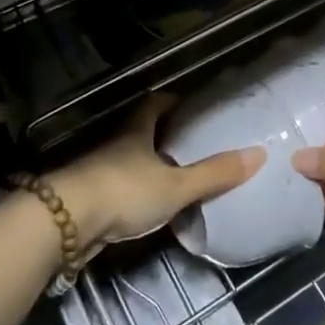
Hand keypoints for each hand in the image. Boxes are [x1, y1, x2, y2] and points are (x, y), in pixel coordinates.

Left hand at [53, 94, 262, 255]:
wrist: (66, 222)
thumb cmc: (124, 190)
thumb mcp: (175, 185)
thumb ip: (213, 174)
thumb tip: (258, 154)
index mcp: (136, 131)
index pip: (154, 104)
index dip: (171, 101)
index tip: (189, 105)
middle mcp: (116, 144)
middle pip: (140, 132)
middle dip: (161, 136)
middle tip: (189, 143)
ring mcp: (99, 171)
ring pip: (127, 162)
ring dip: (146, 167)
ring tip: (174, 177)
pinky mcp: (89, 200)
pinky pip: (118, 190)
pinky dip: (133, 194)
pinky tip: (148, 208)